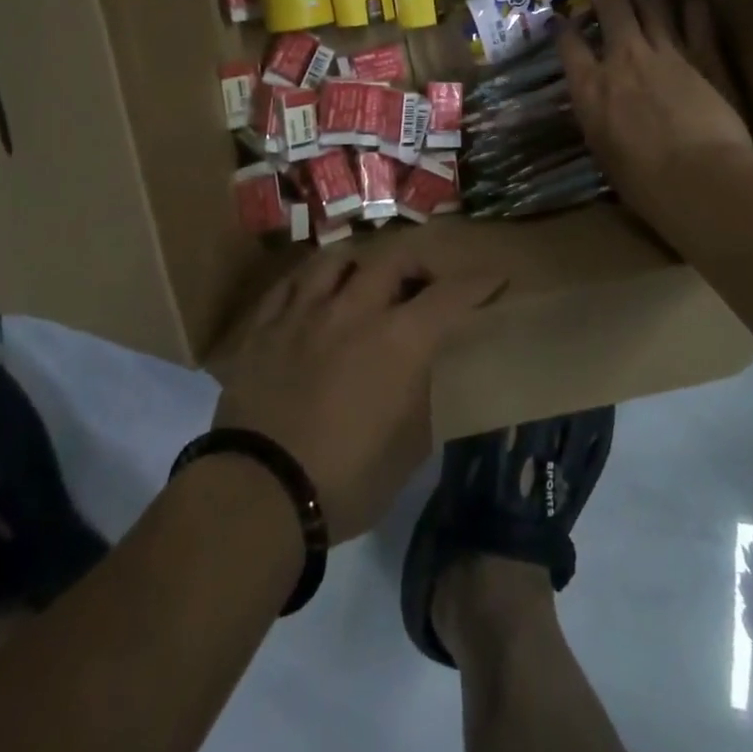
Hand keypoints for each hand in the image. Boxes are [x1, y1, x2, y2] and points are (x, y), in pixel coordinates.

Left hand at [210, 240, 507, 542]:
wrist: (258, 494)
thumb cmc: (345, 480)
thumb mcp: (408, 449)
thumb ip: (422, 398)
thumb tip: (423, 374)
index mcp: (398, 340)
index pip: (450, 295)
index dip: (478, 283)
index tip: (494, 279)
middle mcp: (354, 310)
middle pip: (392, 258)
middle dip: (418, 261)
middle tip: (424, 280)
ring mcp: (304, 312)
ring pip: (336, 257)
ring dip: (361, 260)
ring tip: (366, 275)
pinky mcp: (264, 325)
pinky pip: (291, 282)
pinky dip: (312, 279)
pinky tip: (315, 290)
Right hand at [558, 0, 752, 238]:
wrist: (698, 181)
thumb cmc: (644, 185)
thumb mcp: (603, 152)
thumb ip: (600, 119)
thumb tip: (602, 110)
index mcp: (589, 87)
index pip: (567, 41)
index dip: (564, 27)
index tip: (565, 23)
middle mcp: (622, 58)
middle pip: (611, 2)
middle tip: (615, 4)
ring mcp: (665, 51)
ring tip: (654, 4)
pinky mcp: (705, 53)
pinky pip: (697, 12)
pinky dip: (693, 9)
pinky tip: (693, 15)